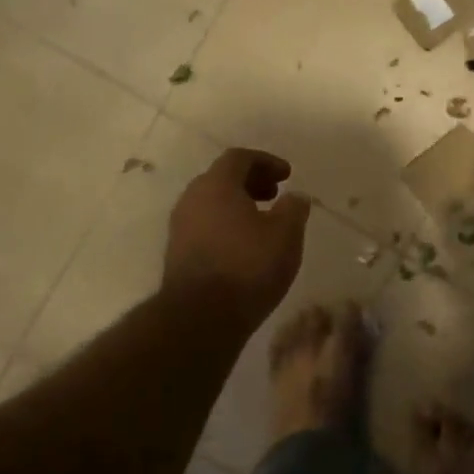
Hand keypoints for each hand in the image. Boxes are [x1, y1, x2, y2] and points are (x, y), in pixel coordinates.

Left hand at [165, 148, 311, 327]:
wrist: (201, 316)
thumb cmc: (248, 266)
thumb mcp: (286, 234)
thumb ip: (294, 209)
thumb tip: (296, 197)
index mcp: (217, 184)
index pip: (239, 158)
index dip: (266, 162)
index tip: (287, 175)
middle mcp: (192, 199)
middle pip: (222, 178)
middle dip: (251, 182)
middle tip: (276, 195)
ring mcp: (180, 227)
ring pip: (212, 203)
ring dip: (238, 205)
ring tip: (263, 222)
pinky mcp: (178, 253)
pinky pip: (206, 226)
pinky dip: (227, 225)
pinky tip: (245, 246)